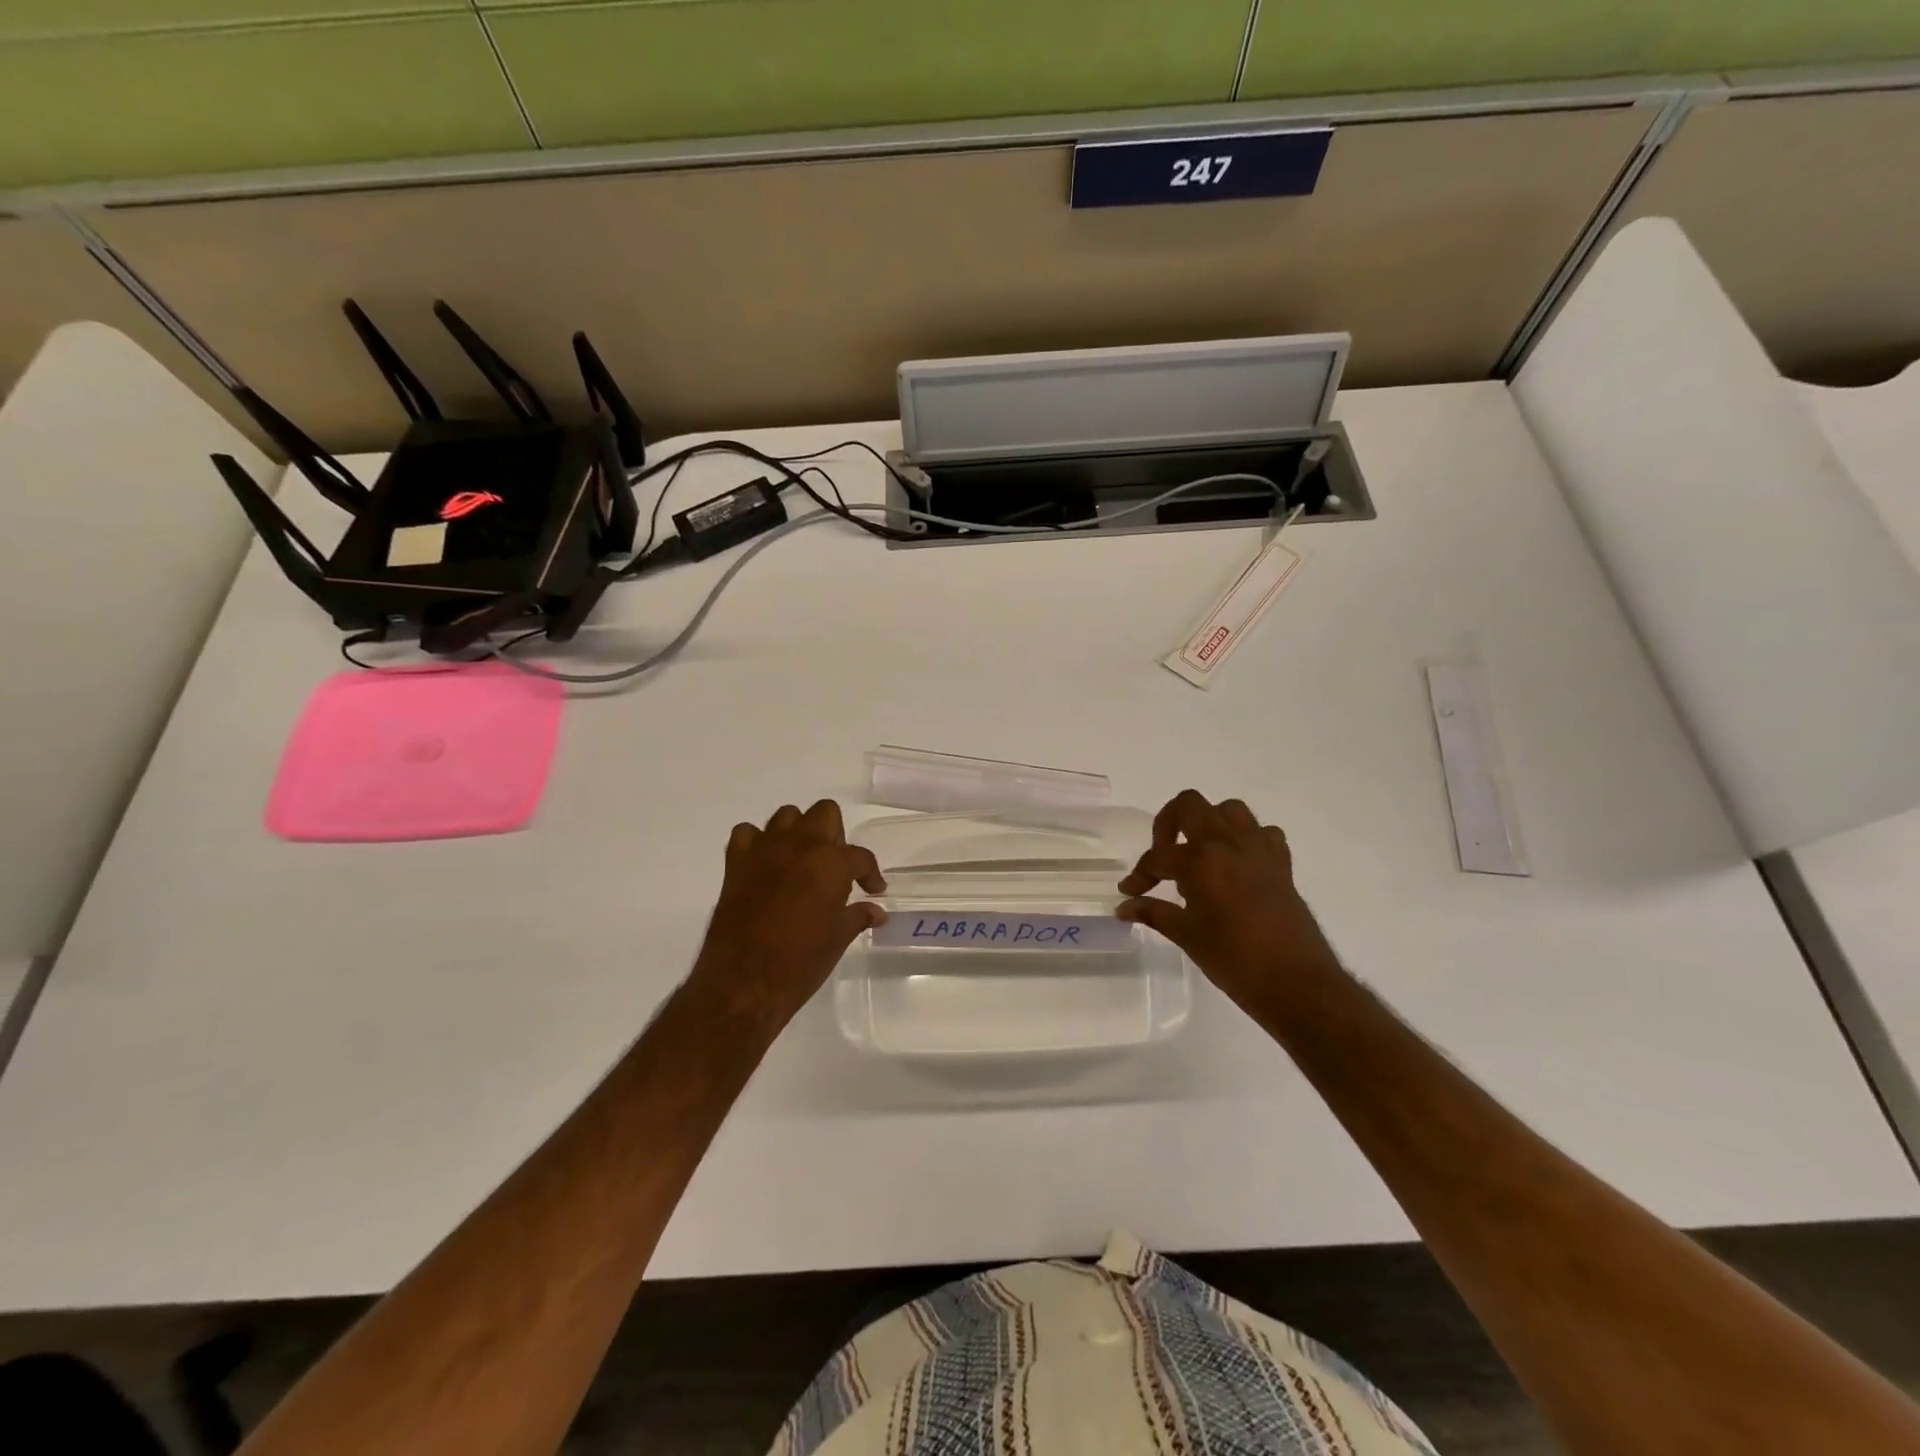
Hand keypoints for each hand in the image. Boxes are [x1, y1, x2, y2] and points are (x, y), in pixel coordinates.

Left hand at [685, 800, 886, 1039]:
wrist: (743, 982)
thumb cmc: (800, 963)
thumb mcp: (838, 939)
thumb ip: (857, 916)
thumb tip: (876, 911)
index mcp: (831, 863)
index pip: (860, 857)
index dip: (870, 874)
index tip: (873, 890)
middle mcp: (800, 845)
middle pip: (824, 813)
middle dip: (835, 836)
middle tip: (835, 868)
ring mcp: (765, 850)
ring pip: (787, 816)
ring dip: (798, 833)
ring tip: (801, 862)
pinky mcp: (736, 862)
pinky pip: (748, 834)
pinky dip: (758, 843)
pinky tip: (765, 865)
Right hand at [1117, 790, 1338, 1013]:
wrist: (1295, 982)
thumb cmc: (1234, 959)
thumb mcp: (1186, 935)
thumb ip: (1154, 912)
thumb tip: (1125, 907)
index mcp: (1200, 860)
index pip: (1158, 858)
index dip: (1140, 875)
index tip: (1131, 892)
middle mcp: (1228, 843)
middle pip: (1189, 805)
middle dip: (1167, 824)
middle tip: (1163, 856)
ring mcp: (1258, 849)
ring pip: (1228, 810)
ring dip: (1208, 823)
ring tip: (1198, 853)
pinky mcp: (1281, 862)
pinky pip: (1262, 833)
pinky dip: (1246, 840)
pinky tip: (1236, 865)